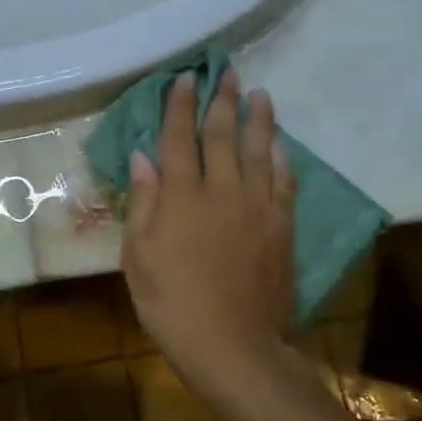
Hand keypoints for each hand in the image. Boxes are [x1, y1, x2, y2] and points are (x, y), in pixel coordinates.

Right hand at [121, 70, 296, 386]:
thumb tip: (142, 156)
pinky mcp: (281, 229)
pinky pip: (283, 185)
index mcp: (181, 196)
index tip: (186, 78)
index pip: (178, 138)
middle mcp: (221, 191)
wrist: (232, 347)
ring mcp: (256, 208)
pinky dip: (280, 160)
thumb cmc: (171, 302)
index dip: (179, 106)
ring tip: (259, 94)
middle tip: (227, 73)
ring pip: (257, 152)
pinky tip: (279, 145)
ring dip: (258, 120)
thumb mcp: (138, 255)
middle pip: (222, 136)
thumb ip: (143, 202)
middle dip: (222, 101)